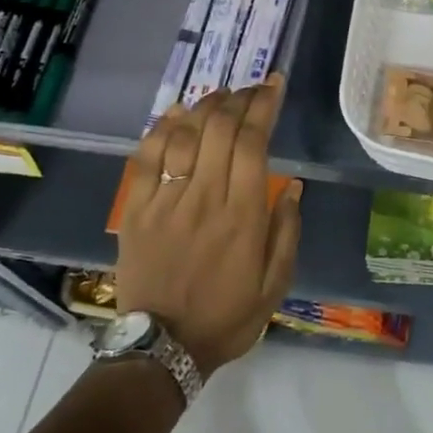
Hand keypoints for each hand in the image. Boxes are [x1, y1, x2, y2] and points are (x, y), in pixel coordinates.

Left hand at [114, 77, 302, 376]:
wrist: (162, 349)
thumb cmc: (226, 317)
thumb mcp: (275, 284)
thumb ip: (287, 231)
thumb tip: (296, 185)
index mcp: (243, 215)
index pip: (253, 142)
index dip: (264, 105)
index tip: (274, 84)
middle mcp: (205, 197)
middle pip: (220, 128)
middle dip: (239, 98)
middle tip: (250, 88)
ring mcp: (166, 201)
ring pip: (184, 135)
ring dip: (204, 106)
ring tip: (220, 95)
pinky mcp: (136, 210)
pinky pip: (146, 158)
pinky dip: (161, 128)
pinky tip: (175, 113)